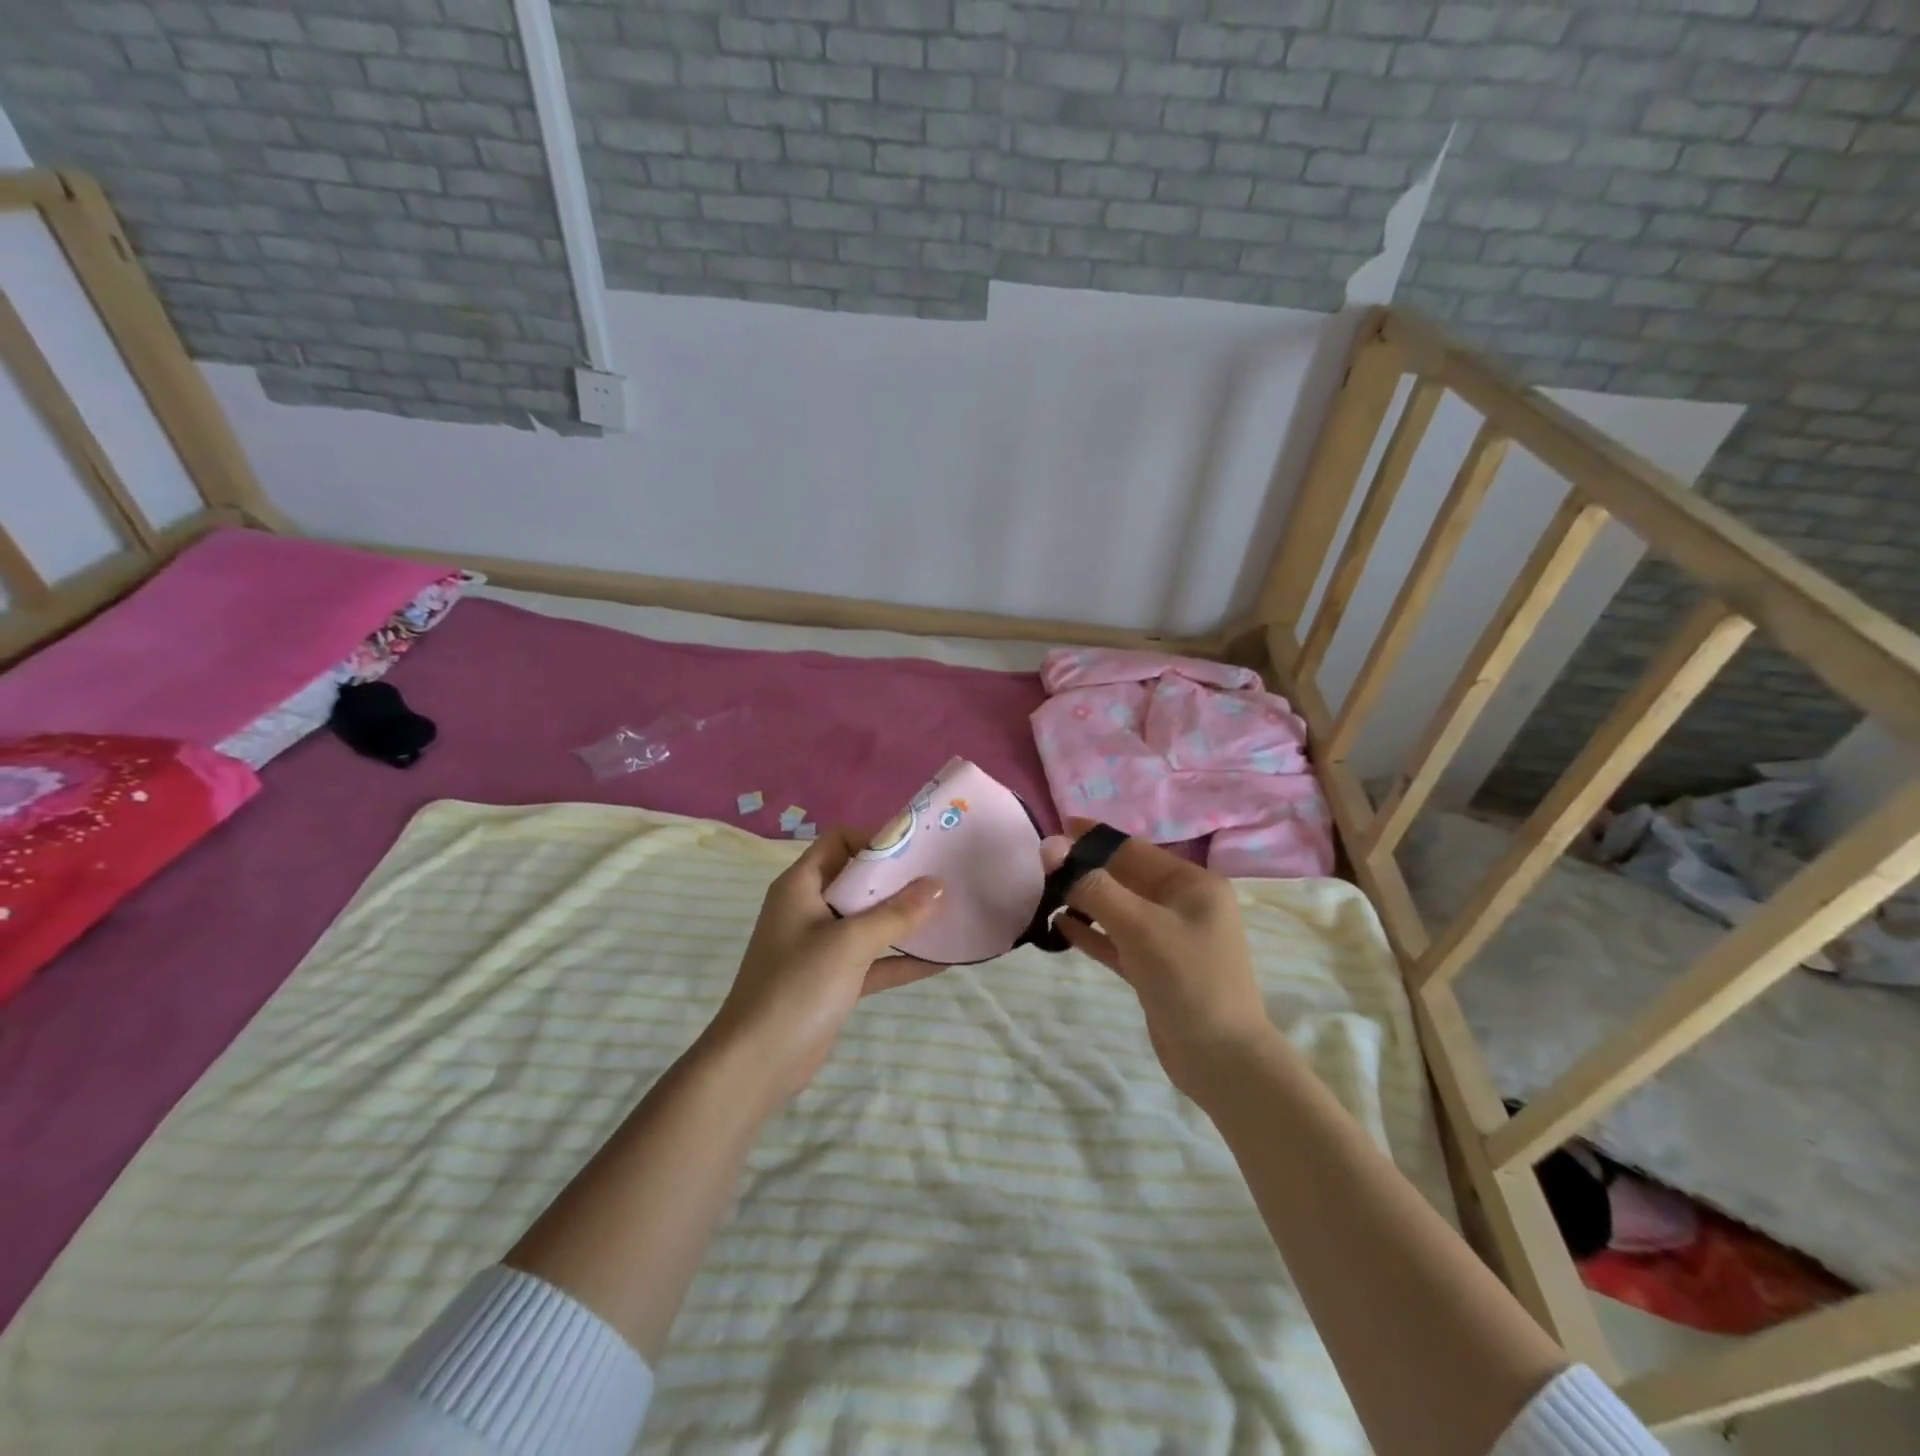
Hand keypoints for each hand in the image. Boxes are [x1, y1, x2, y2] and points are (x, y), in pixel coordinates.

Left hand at [702, 826, 943, 1103]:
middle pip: (858, 879)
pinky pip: (873, 959)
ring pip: (868, 920)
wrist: (757, 1064)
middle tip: (942, 877)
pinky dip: (900, 959)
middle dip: (898, 879)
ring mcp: (821, 946)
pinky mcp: (833, 980)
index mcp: (801, 886)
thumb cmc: (797, 988)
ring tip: (949, 913)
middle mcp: (809, 908)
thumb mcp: (849, 943)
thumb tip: (938, 884)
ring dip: (903, 918)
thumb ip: (896, 913)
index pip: (838, 841)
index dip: (874, 840)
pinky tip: (940, 960)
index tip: (915, 851)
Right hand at [1042, 819, 1278, 1098]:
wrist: (1222, 1061)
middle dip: (1086, 870)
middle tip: (1040, 865)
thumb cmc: (1188, 980)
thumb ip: (1094, 887)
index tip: (1056, 826)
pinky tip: (1060, 925)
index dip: (1094, 837)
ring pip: (1119, 909)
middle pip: (1125, 877)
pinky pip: (1118, 940)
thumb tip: (1051, 847)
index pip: (1134, 849)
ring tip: (1043, 893)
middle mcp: (1183, 905)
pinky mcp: (1155, 968)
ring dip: (1085, 901)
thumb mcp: (1140, 927)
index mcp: (1192, 884)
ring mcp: (1170, 938)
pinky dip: (1092, 932)